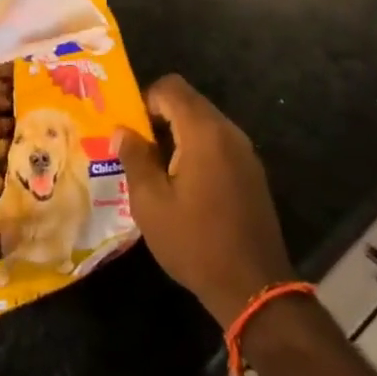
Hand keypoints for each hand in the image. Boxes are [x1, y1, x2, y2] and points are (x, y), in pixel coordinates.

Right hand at [116, 75, 295, 328]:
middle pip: (189, 102)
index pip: (171, 87)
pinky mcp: (251, 172)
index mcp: (203, 132)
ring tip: (157, 171)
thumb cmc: (195, 242)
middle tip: (138, 150)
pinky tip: (184, 186)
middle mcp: (228, 132)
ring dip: (177, 135)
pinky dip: (196, 150)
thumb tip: (122, 130)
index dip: (145, 100)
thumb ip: (135, 158)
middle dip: (159, 118)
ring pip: (203, 123)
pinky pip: (218, 143)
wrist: (254, 288)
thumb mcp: (151, 203)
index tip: (131, 131)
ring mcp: (245, 152)